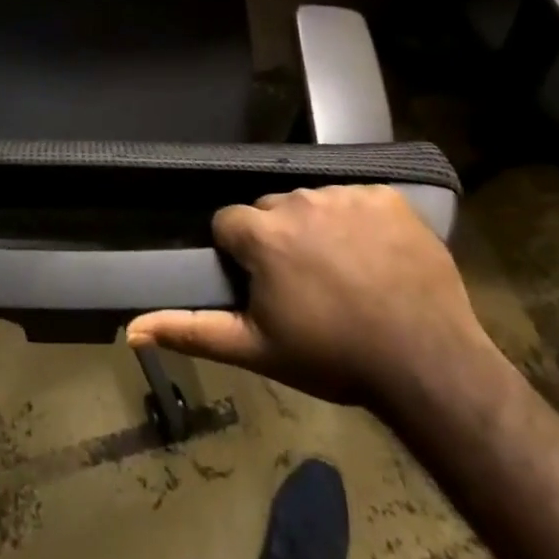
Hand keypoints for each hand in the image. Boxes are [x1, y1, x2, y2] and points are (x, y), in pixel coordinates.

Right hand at [127, 185, 495, 407]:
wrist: (427, 364)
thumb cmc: (333, 357)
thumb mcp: (256, 349)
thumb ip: (191, 330)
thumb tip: (131, 328)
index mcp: (262, 232)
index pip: (229, 223)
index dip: (241, 255)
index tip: (264, 286)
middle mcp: (298, 200)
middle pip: (271, 210)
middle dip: (278, 240)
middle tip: (306, 287)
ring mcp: (345, 194)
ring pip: (313, 203)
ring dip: (318, 229)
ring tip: (344, 275)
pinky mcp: (386, 196)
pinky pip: (357, 199)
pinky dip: (359, 222)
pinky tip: (375, 257)